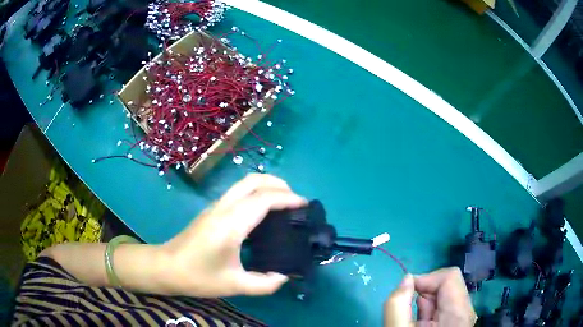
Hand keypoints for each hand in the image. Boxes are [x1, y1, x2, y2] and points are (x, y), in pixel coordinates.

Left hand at [159, 174, 306, 297]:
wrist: (166, 267)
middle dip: (278, 184)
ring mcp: (215, 207)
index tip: (305, 205)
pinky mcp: (211, 210)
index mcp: (231, 224)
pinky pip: (238, 192)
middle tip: (295, 200)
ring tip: (283, 204)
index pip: (263, 200)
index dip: (287, 199)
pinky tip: (262, 212)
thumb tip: (283, 277)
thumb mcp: (234, 285)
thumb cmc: (198, 276)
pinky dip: (256, 193)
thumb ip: (264, 284)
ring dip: (266, 186)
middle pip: (253, 180)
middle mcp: (223, 208)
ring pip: (244, 183)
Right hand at [384, 267, 476, 325]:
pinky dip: (430, 311)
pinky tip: (422, 324)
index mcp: (458, 314)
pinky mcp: (458, 322)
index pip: (449, 277)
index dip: (426, 279)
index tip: (406, 292)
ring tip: (416, 322)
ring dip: (426, 303)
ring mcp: (463, 317)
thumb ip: (398, 305)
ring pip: (446, 295)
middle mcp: (466, 312)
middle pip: (449, 284)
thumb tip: (406, 279)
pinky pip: (445, 306)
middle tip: (410, 312)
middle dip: (425, 293)